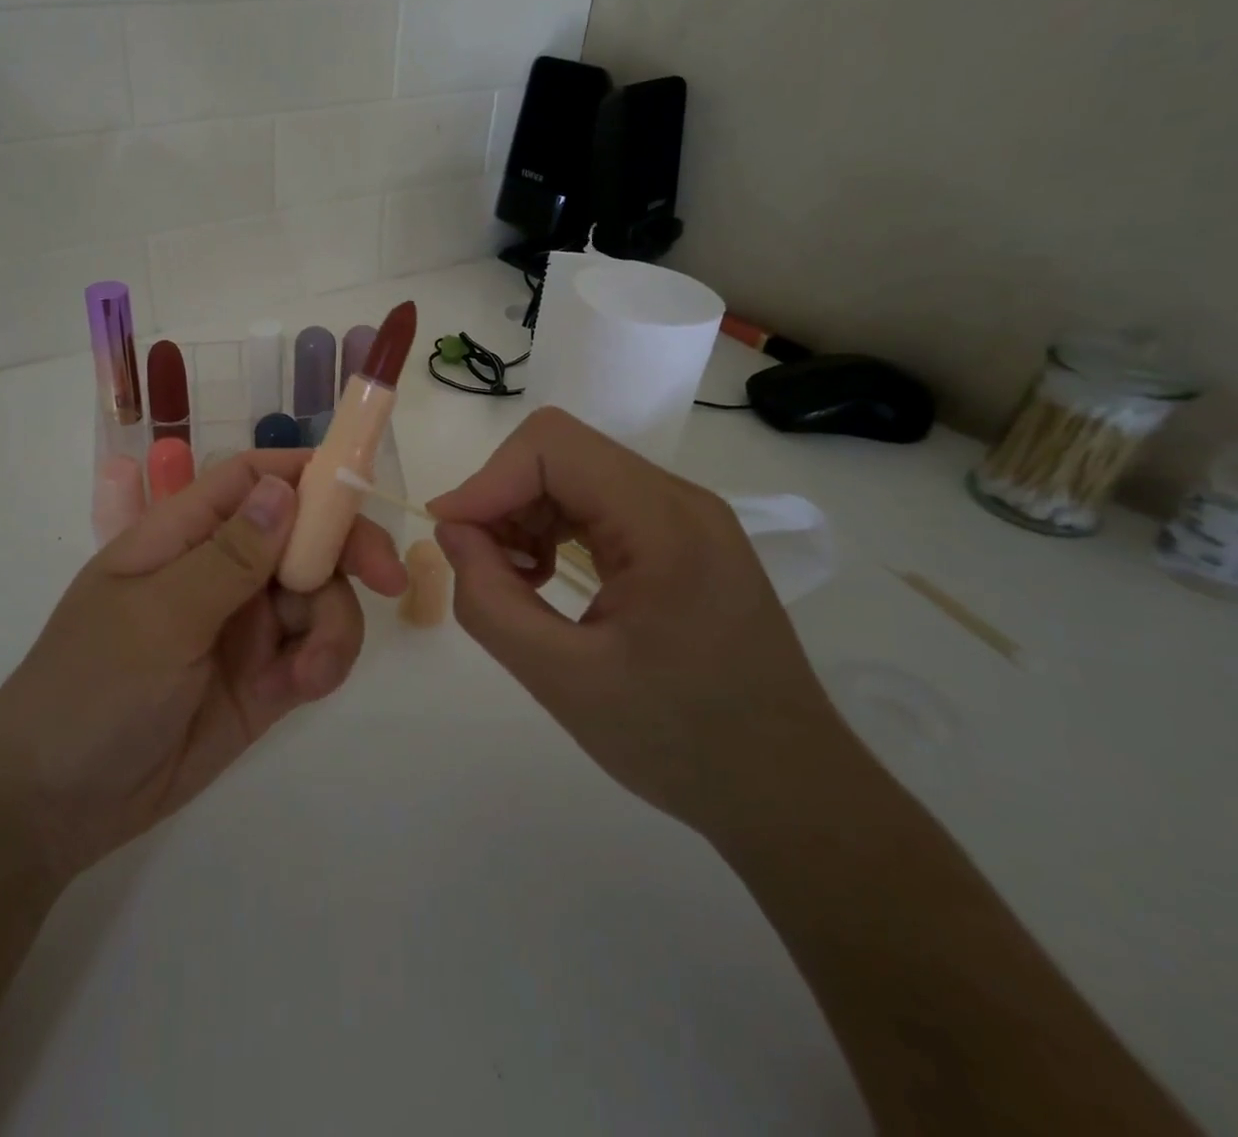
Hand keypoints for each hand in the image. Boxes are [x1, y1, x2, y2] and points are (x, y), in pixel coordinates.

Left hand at [0, 451, 406, 879]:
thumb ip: (228, 556)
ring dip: (333, 625)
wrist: (57, 804)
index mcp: (184, 535)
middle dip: (348, 550)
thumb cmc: (92, 687)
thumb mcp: (159, 616)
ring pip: (319, 597)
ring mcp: (245, 626)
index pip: (253, 479)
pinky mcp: (264, 679)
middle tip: (389, 578)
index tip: (364, 485)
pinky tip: (305, 686)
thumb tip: (285, 488)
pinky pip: (314, 652)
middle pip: (303, 535)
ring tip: (312, 670)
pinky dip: (324, 662)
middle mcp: (222, 570)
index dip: (308, 473)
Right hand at [426, 407, 853, 838]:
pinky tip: (547, 580)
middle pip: (562, 454)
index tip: (450, 536)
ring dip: (525, 515)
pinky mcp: (682, 540)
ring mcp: (686, 518)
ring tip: (515, 582)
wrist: (788, 791)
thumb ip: (490, 601)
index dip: (487, 480)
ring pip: (576, 475)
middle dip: (504, 499)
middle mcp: (680, 500)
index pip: (552, 446)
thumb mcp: (563, 681)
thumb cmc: (679, 742)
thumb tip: (452, 533)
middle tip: (482, 568)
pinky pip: (599, 505)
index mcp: (664, 523)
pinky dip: (554, 529)